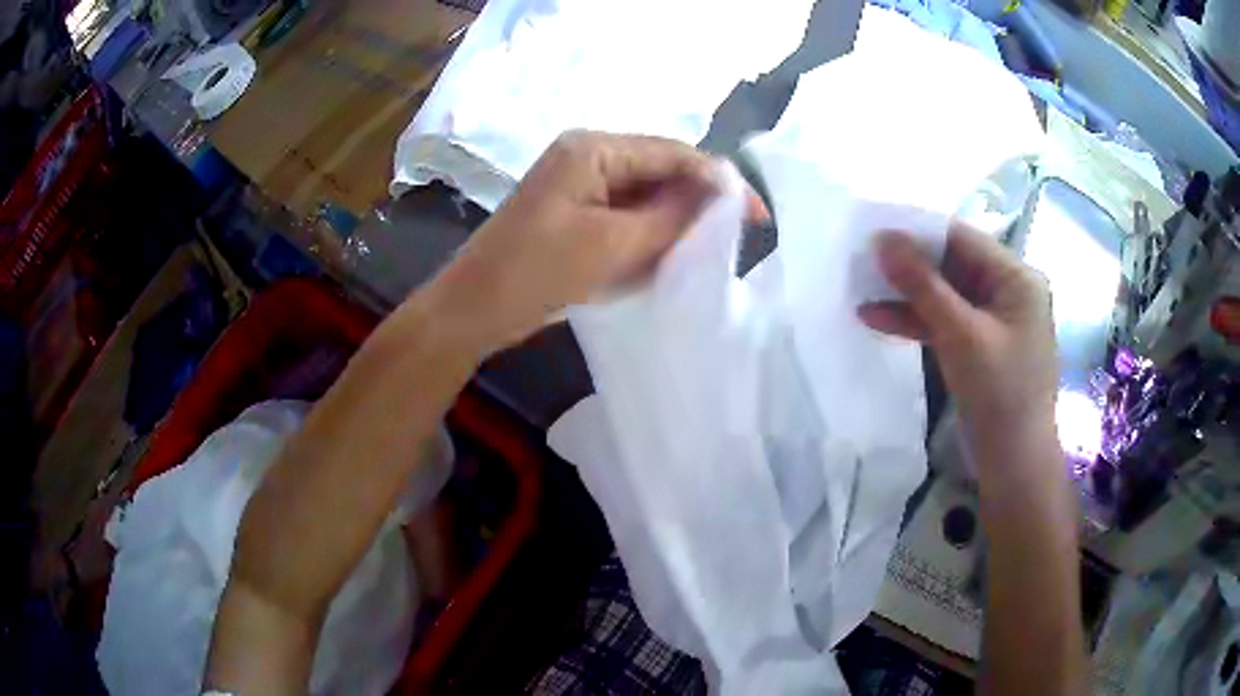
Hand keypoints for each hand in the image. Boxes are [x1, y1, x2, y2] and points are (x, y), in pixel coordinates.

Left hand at [421, 130, 718, 350]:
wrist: (473, 309)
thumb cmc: (536, 271)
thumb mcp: (612, 244)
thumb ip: (672, 216)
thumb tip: (721, 197)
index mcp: (593, 148)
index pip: (673, 153)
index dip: (719, 181)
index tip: (756, 216)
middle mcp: (588, 156)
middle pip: (660, 171)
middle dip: (697, 203)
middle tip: (734, 237)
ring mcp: (579, 185)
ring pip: (645, 196)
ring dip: (674, 221)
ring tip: (707, 250)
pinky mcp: (574, 214)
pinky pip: (625, 216)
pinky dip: (649, 235)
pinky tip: (668, 256)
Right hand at [858, 226, 1057, 470]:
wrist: (1014, 464)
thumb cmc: (1000, 394)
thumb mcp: (961, 335)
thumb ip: (922, 285)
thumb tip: (882, 239)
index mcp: (1016, 277)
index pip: (962, 238)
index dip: (917, 231)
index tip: (873, 230)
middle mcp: (1007, 291)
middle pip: (951, 265)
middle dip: (907, 265)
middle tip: (861, 260)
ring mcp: (992, 320)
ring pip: (944, 295)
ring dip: (905, 295)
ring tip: (860, 288)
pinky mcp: (978, 345)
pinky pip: (945, 322)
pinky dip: (915, 321)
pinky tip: (877, 318)